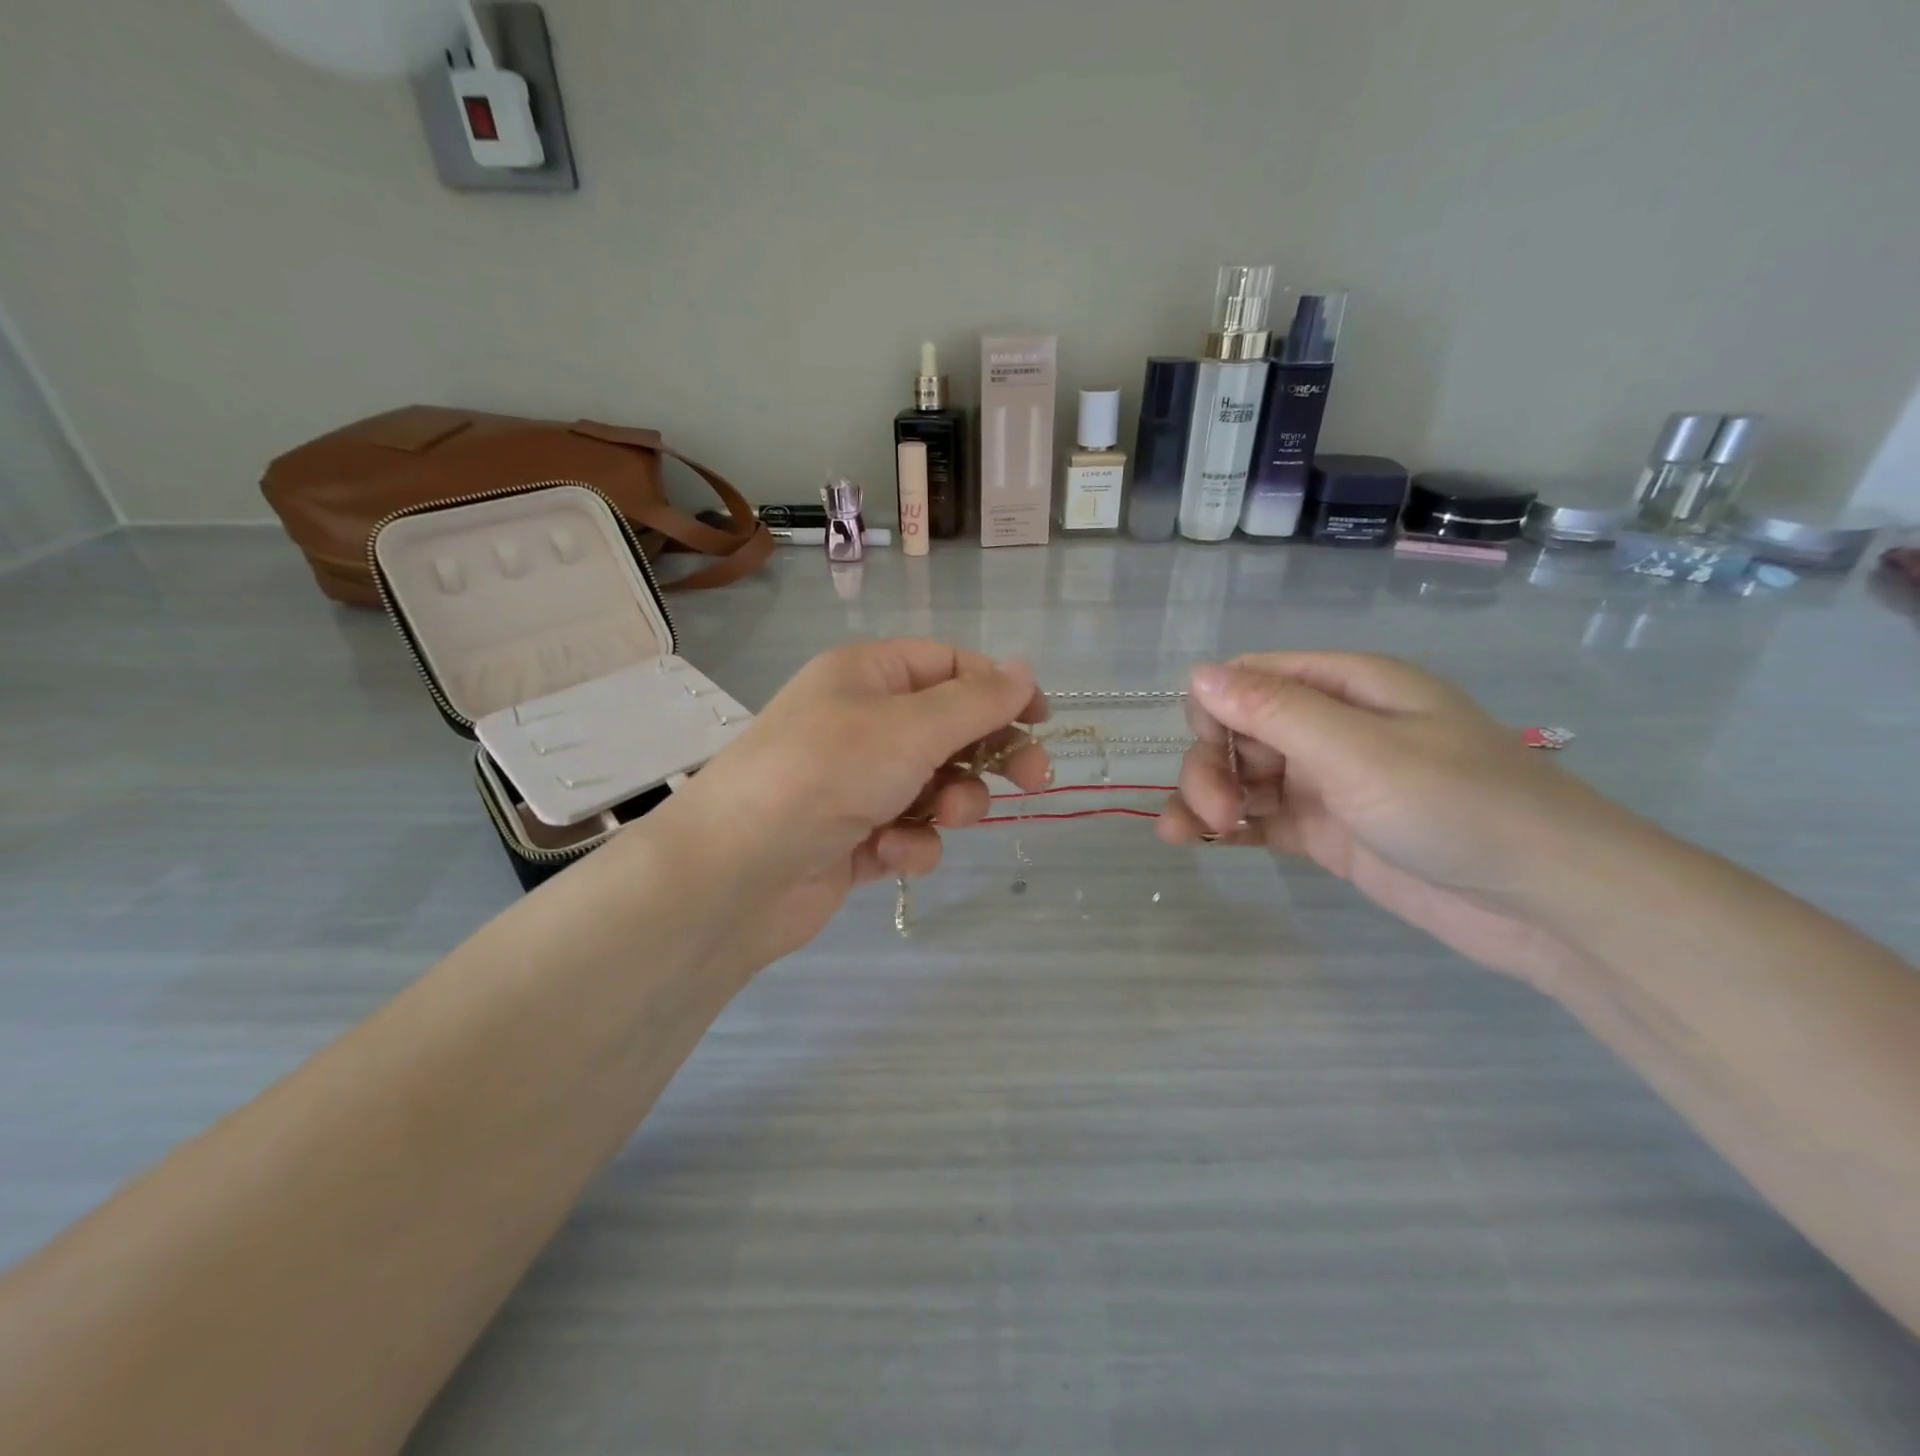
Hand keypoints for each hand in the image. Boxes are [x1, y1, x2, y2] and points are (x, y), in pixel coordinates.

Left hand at [658, 639, 1051, 968]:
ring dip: (949, 804)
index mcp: (867, 675)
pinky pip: (907, 831)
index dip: (999, 688)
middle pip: (950, 728)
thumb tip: (1025, 669)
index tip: (1042, 720)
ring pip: (935, 785)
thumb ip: (976, 702)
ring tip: (941, 818)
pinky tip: (889, 853)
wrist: (735, 873)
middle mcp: (861, 722)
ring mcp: (856, 782)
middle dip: (989, 755)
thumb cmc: (825, 774)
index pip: (950, 665)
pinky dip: (909, 843)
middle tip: (1035, 779)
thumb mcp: (910, 727)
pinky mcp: (854, 837)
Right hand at [1157, 653, 1645, 990]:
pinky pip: (1261, 818)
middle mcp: (1331, 727)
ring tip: (1189, 837)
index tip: (1212, 752)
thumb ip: (1273, 711)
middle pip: (1239, 731)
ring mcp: (1328, 782)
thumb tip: (1198, 672)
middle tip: (1212, 815)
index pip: (1250, 678)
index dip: (1215, 709)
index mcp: (1345, 687)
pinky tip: (1199, 842)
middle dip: (1211, 766)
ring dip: (1207, 798)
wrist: (1547, 903)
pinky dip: (1227, 826)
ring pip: (1243, 777)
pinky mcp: (1327, 832)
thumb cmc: (1458, 806)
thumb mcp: (1358, 750)